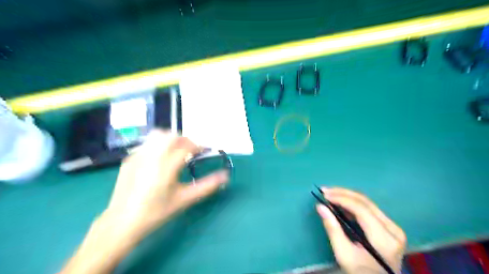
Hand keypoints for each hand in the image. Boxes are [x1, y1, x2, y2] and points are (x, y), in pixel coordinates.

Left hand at [105, 128, 229, 234]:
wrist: (122, 223)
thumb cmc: (156, 212)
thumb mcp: (184, 200)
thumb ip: (207, 186)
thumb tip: (225, 176)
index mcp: (166, 167)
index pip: (186, 147)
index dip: (199, 146)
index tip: (205, 150)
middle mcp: (151, 157)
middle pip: (171, 136)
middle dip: (185, 140)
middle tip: (192, 151)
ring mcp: (137, 156)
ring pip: (157, 136)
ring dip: (171, 139)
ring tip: (177, 152)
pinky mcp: (129, 159)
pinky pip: (148, 144)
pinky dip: (158, 145)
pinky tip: (160, 160)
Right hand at [317, 187, 405, 273]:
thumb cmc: (360, 273)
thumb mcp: (344, 254)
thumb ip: (333, 229)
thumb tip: (320, 206)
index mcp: (384, 238)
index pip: (361, 209)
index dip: (341, 199)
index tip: (324, 195)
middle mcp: (392, 229)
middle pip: (365, 202)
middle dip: (343, 193)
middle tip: (324, 190)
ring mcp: (392, 227)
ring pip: (367, 203)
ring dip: (347, 196)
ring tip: (329, 194)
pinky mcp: (388, 227)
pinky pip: (368, 209)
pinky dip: (352, 203)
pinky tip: (340, 202)